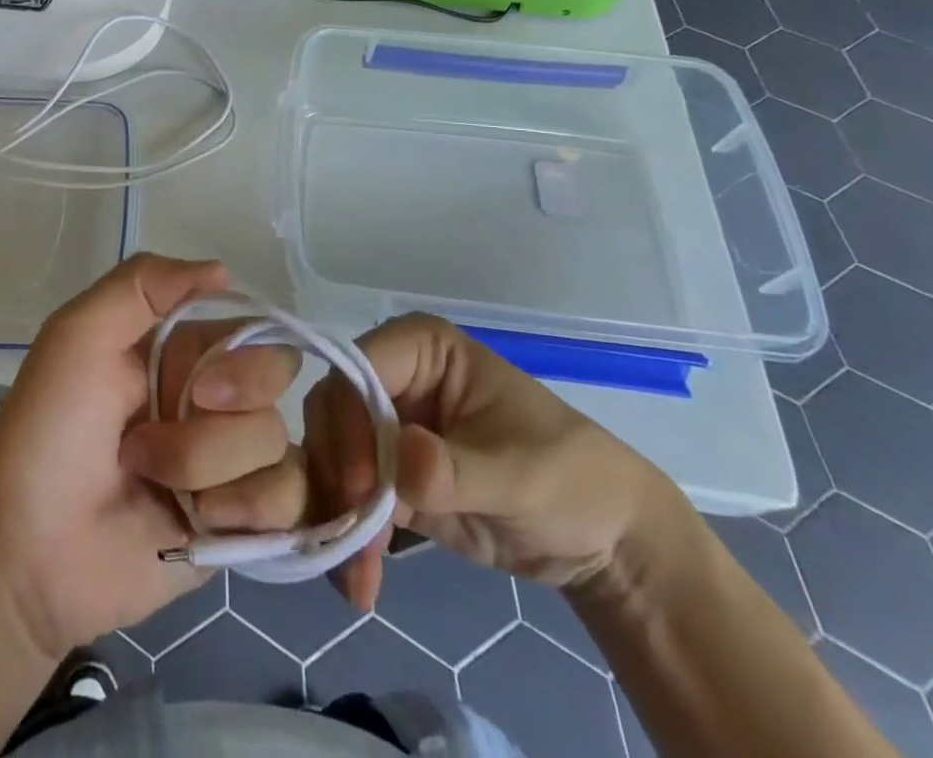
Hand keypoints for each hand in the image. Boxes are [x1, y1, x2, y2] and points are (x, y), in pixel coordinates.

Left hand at [0, 254, 300, 661]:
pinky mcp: (238, 523)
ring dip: (209, 468)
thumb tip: (224, 271)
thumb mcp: (78, 334)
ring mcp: (227, 463)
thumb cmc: (48, 431)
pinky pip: (289, 501)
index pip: (254, 331)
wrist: (26, 553)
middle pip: (276, 385)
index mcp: (181, 352)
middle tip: (162, 439)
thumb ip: (142, 284)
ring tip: (154, 483)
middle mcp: (212, 399)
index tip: (199, 386)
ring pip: (275, 444)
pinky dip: (247, 512)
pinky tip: (199, 523)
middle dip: (225, 419)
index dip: (243, 358)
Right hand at [294, 313, 675, 609]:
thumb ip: (455, 469)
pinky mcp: (388, 474)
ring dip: (335, 513)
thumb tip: (401, 462)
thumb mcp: (518, 474)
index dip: (348, 420)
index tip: (360, 487)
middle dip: (336, 473)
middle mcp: (392, 377)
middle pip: (332, 410)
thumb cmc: (568, 478)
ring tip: (358, 577)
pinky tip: (361, 583)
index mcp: (420, 349)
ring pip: (330, 454)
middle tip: (354, 538)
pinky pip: (348, 495)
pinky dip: (348, 537)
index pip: (356, 369)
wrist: (602, 540)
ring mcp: (386, 425)